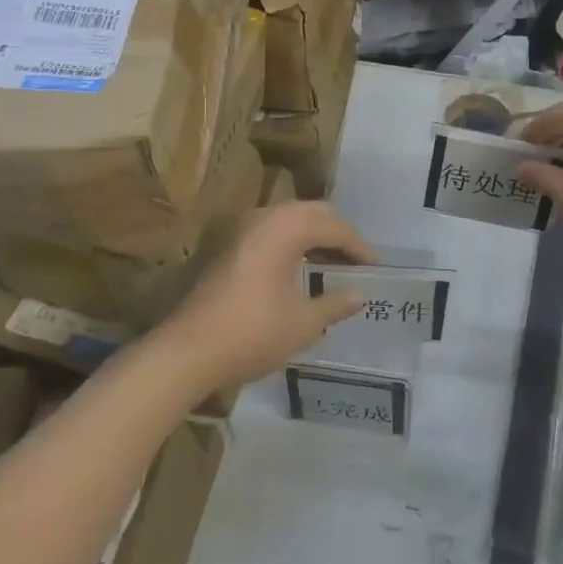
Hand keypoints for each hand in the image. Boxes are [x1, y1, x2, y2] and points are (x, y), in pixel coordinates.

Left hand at [160, 201, 375, 390]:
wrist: (187, 351)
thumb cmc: (252, 333)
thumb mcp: (303, 323)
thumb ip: (334, 304)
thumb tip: (359, 297)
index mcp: (287, 228)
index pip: (335, 227)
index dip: (359, 246)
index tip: (375, 266)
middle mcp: (265, 217)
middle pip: (313, 212)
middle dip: (338, 232)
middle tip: (355, 259)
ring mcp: (242, 229)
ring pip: (289, 218)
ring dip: (313, 234)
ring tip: (331, 262)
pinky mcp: (227, 245)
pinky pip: (271, 230)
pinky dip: (292, 241)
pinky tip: (299, 267)